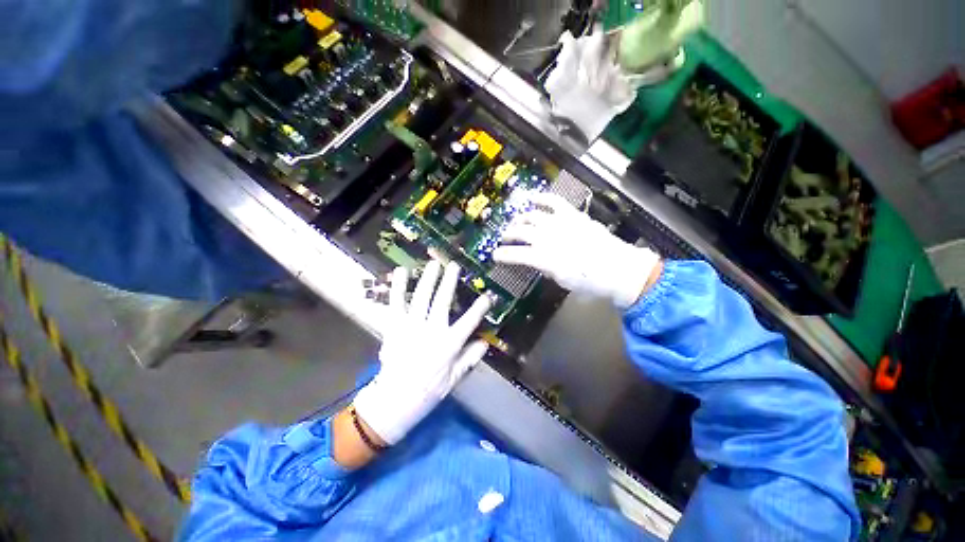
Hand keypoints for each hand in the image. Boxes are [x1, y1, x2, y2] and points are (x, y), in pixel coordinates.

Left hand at [353, 260, 491, 444]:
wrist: (396, 399)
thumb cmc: (429, 390)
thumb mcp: (455, 377)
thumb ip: (471, 358)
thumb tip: (485, 342)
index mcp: (449, 344)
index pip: (469, 321)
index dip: (480, 307)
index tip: (488, 296)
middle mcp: (431, 331)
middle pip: (443, 301)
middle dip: (450, 282)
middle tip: (454, 266)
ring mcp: (411, 326)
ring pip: (421, 297)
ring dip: (428, 279)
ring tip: (434, 264)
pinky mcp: (395, 326)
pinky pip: (396, 303)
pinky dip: (398, 286)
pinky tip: (401, 271)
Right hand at [493, 191, 661, 308]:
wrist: (619, 269)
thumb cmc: (590, 282)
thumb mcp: (563, 281)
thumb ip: (546, 268)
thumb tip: (539, 261)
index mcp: (544, 258)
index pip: (516, 255)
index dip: (503, 255)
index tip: (495, 256)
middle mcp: (548, 237)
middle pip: (520, 232)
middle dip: (508, 235)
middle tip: (504, 238)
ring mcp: (560, 223)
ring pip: (531, 216)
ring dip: (520, 219)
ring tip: (516, 223)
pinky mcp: (572, 214)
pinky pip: (553, 201)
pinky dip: (540, 198)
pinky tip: (531, 198)